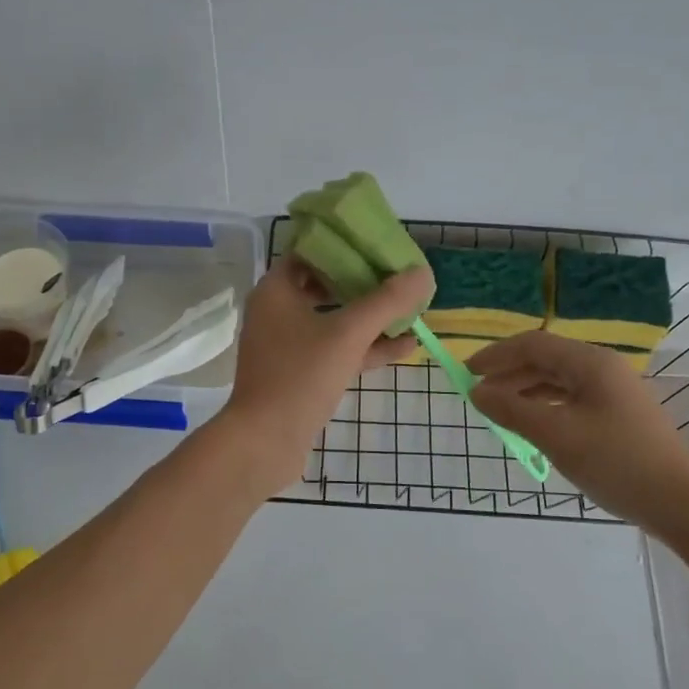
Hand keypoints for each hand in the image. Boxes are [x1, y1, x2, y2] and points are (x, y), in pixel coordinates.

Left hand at [220, 257, 434, 492]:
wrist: (264, 442)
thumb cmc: (300, 376)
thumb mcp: (348, 334)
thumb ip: (386, 302)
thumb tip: (423, 273)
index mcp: (276, 290)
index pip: (311, 252)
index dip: (346, 246)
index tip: (380, 246)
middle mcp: (278, 311)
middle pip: (325, 285)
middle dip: (365, 283)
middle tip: (401, 276)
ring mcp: (288, 345)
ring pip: (334, 320)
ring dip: (370, 317)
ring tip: (411, 310)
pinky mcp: (299, 373)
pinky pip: (336, 350)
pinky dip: (365, 347)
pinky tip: (405, 347)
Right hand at [469, 331, 688, 533]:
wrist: (680, 503)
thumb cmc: (616, 462)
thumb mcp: (556, 435)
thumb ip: (512, 409)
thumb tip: (476, 391)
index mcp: (590, 363)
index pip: (533, 344)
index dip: (496, 355)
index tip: (466, 372)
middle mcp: (603, 368)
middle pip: (546, 359)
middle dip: (508, 373)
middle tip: (478, 394)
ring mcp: (614, 391)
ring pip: (558, 379)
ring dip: (525, 389)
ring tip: (498, 410)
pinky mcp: (618, 414)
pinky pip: (572, 398)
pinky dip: (545, 405)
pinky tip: (532, 424)